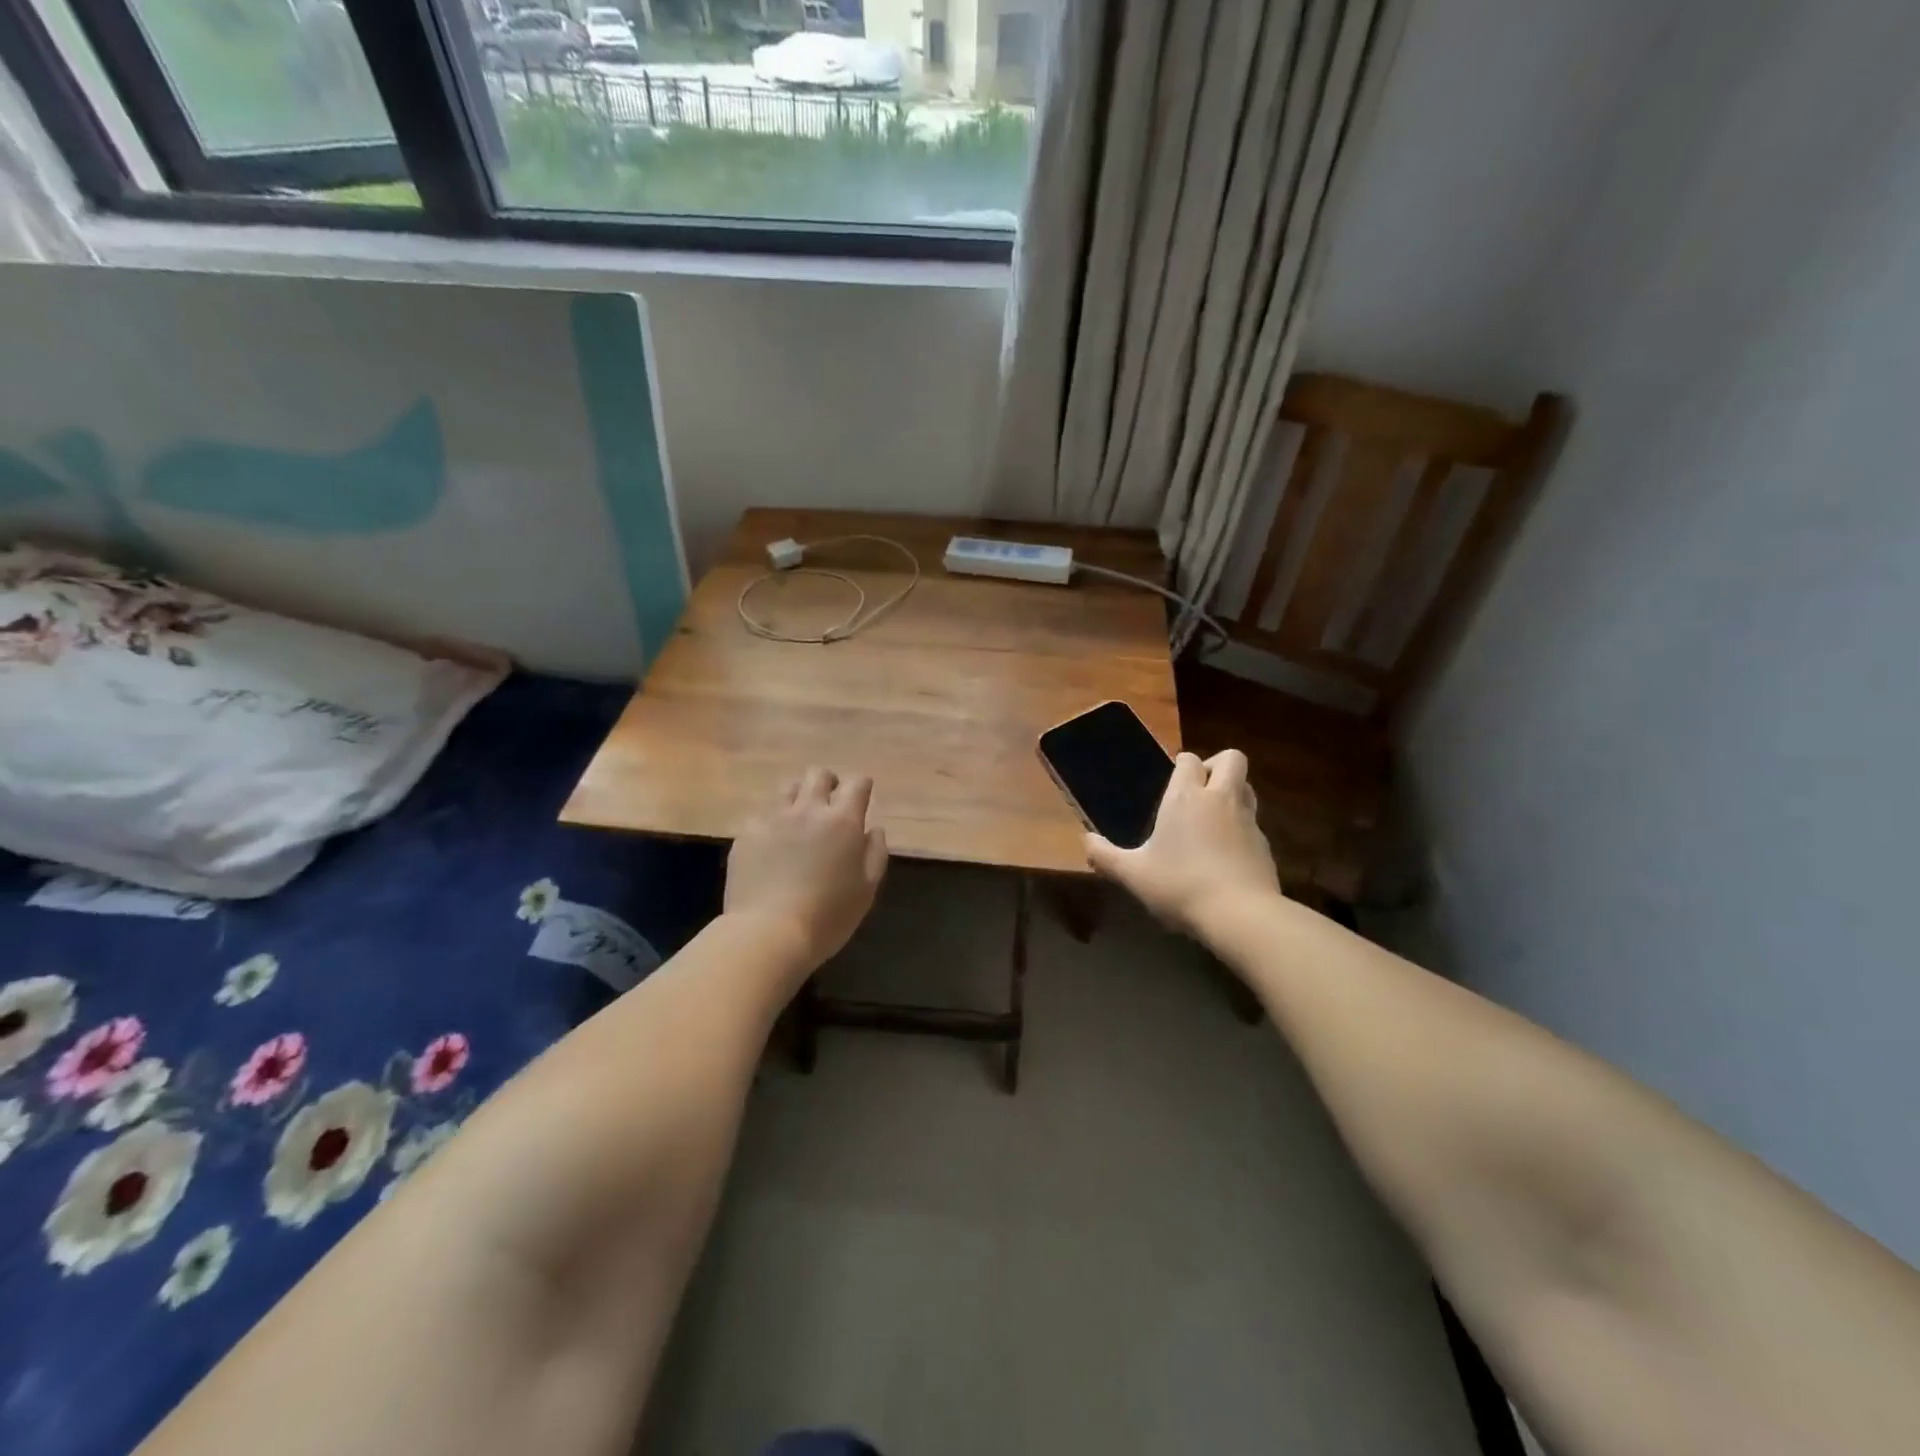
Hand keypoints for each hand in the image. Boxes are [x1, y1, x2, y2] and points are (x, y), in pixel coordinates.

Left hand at [725, 767, 888, 974]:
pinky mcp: (746, 835)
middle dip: (829, 782)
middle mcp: (807, 810)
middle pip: (818, 775)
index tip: (862, 799)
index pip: (856, 783)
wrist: (768, 933)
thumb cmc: (828, 916)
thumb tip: (873, 830)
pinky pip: (762, 816)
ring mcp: (773, 819)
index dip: (861, 787)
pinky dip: (772, 824)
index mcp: (842, 821)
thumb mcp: (867, 889)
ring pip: (787, 788)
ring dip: (799, 797)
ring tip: (800, 819)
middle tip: (830, 804)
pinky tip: (772, 846)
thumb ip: (875, 853)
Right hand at [1085, 749, 1279, 936]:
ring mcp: (1248, 820)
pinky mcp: (1266, 845)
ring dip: (1233, 793)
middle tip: (1200, 789)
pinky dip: (1242, 829)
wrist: (1240, 914)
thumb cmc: (1180, 885)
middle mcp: (1220, 799)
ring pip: (1247, 788)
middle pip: (1232, 759)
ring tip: (1213, 818)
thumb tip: (1086, 841)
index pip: (1190, 759)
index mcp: (1185, 797)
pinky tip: (1226, 855)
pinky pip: (1254, 823)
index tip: (1172, 781)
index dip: (1183, 764)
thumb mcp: (1133, 875)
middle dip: (1217, 766)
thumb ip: (1106, 856)